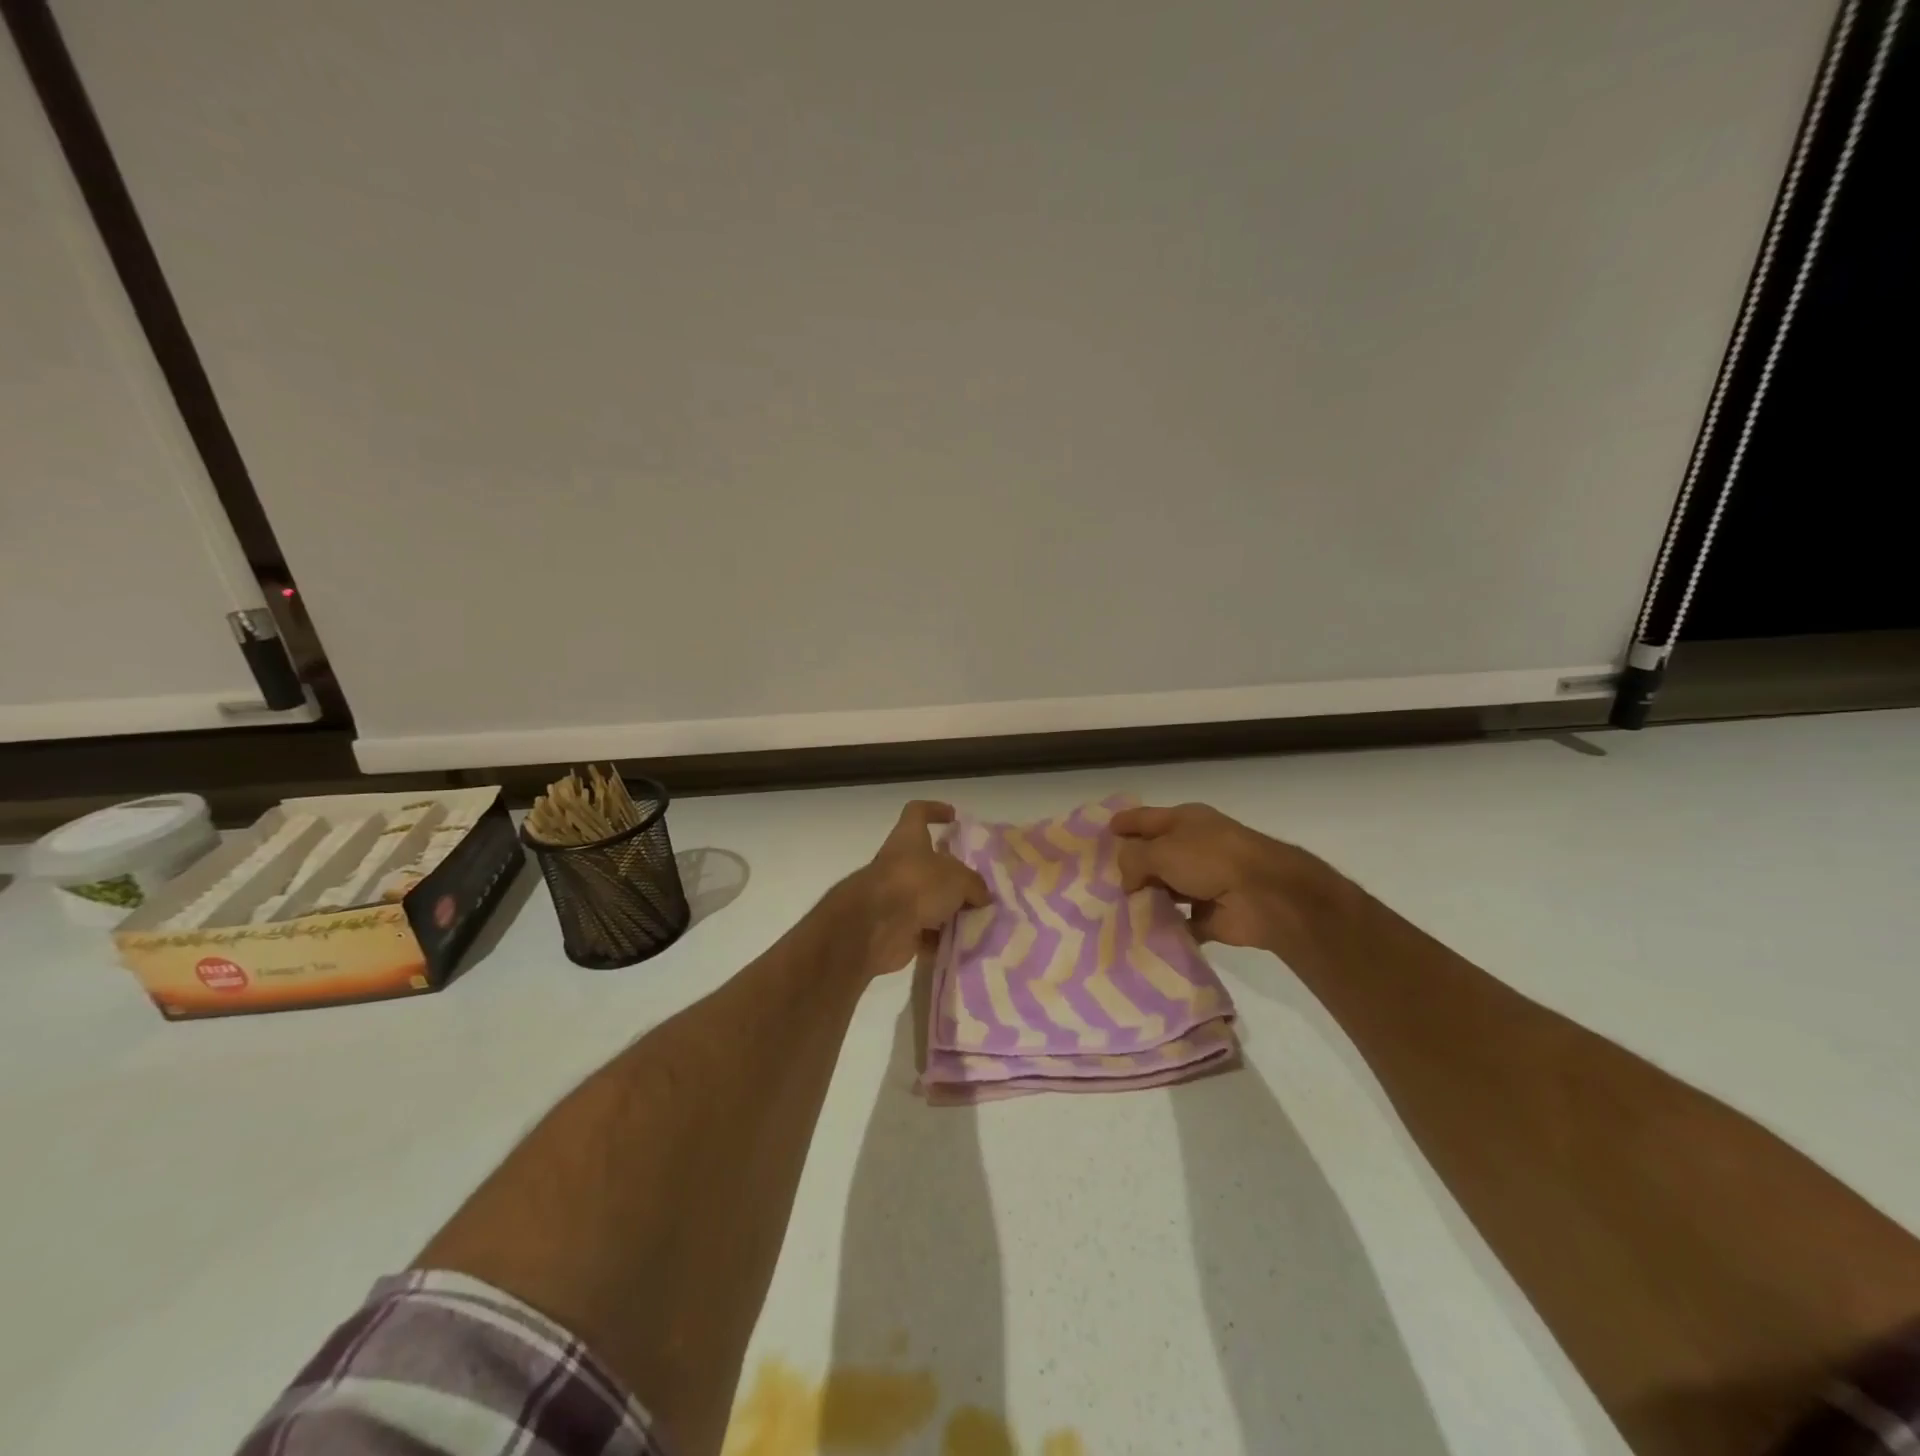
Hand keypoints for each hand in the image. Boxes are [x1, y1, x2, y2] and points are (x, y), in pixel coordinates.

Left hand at [848, 801, 991, 973]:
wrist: (876, 928)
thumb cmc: (916, 885)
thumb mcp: (959, 879)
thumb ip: (974, 885)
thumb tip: (981, 897)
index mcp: (908, 839)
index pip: (917, 812)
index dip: (934, 810)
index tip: (953, 817)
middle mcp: (899, 864)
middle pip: (928, 863)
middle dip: (952, 876)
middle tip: (978, 886)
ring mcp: (895, 896)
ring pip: (928, 899)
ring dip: (949, 911)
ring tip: (977, 919)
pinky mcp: (895, 927)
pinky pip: (924, 930)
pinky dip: (940, 938)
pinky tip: (962, 943)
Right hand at [1111, 802, 1332, 952]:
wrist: (1265, 895)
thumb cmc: (1210, 858)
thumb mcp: (1161, 850)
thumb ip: (1134, 860)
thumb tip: (1126, 879)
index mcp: (1185, 821)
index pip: (1145, 818)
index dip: (1123, 823)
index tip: (1103, 832)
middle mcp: (1194, 847)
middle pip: (1155, 855)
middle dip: (1131, 867)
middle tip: (1098, 882)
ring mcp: (1205, 881)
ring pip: (1166, 889)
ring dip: (1147, 899)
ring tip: (1114, 911)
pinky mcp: (1212, 914)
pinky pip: (1180, 921)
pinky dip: (1166, 928)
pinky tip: (1140, 934)